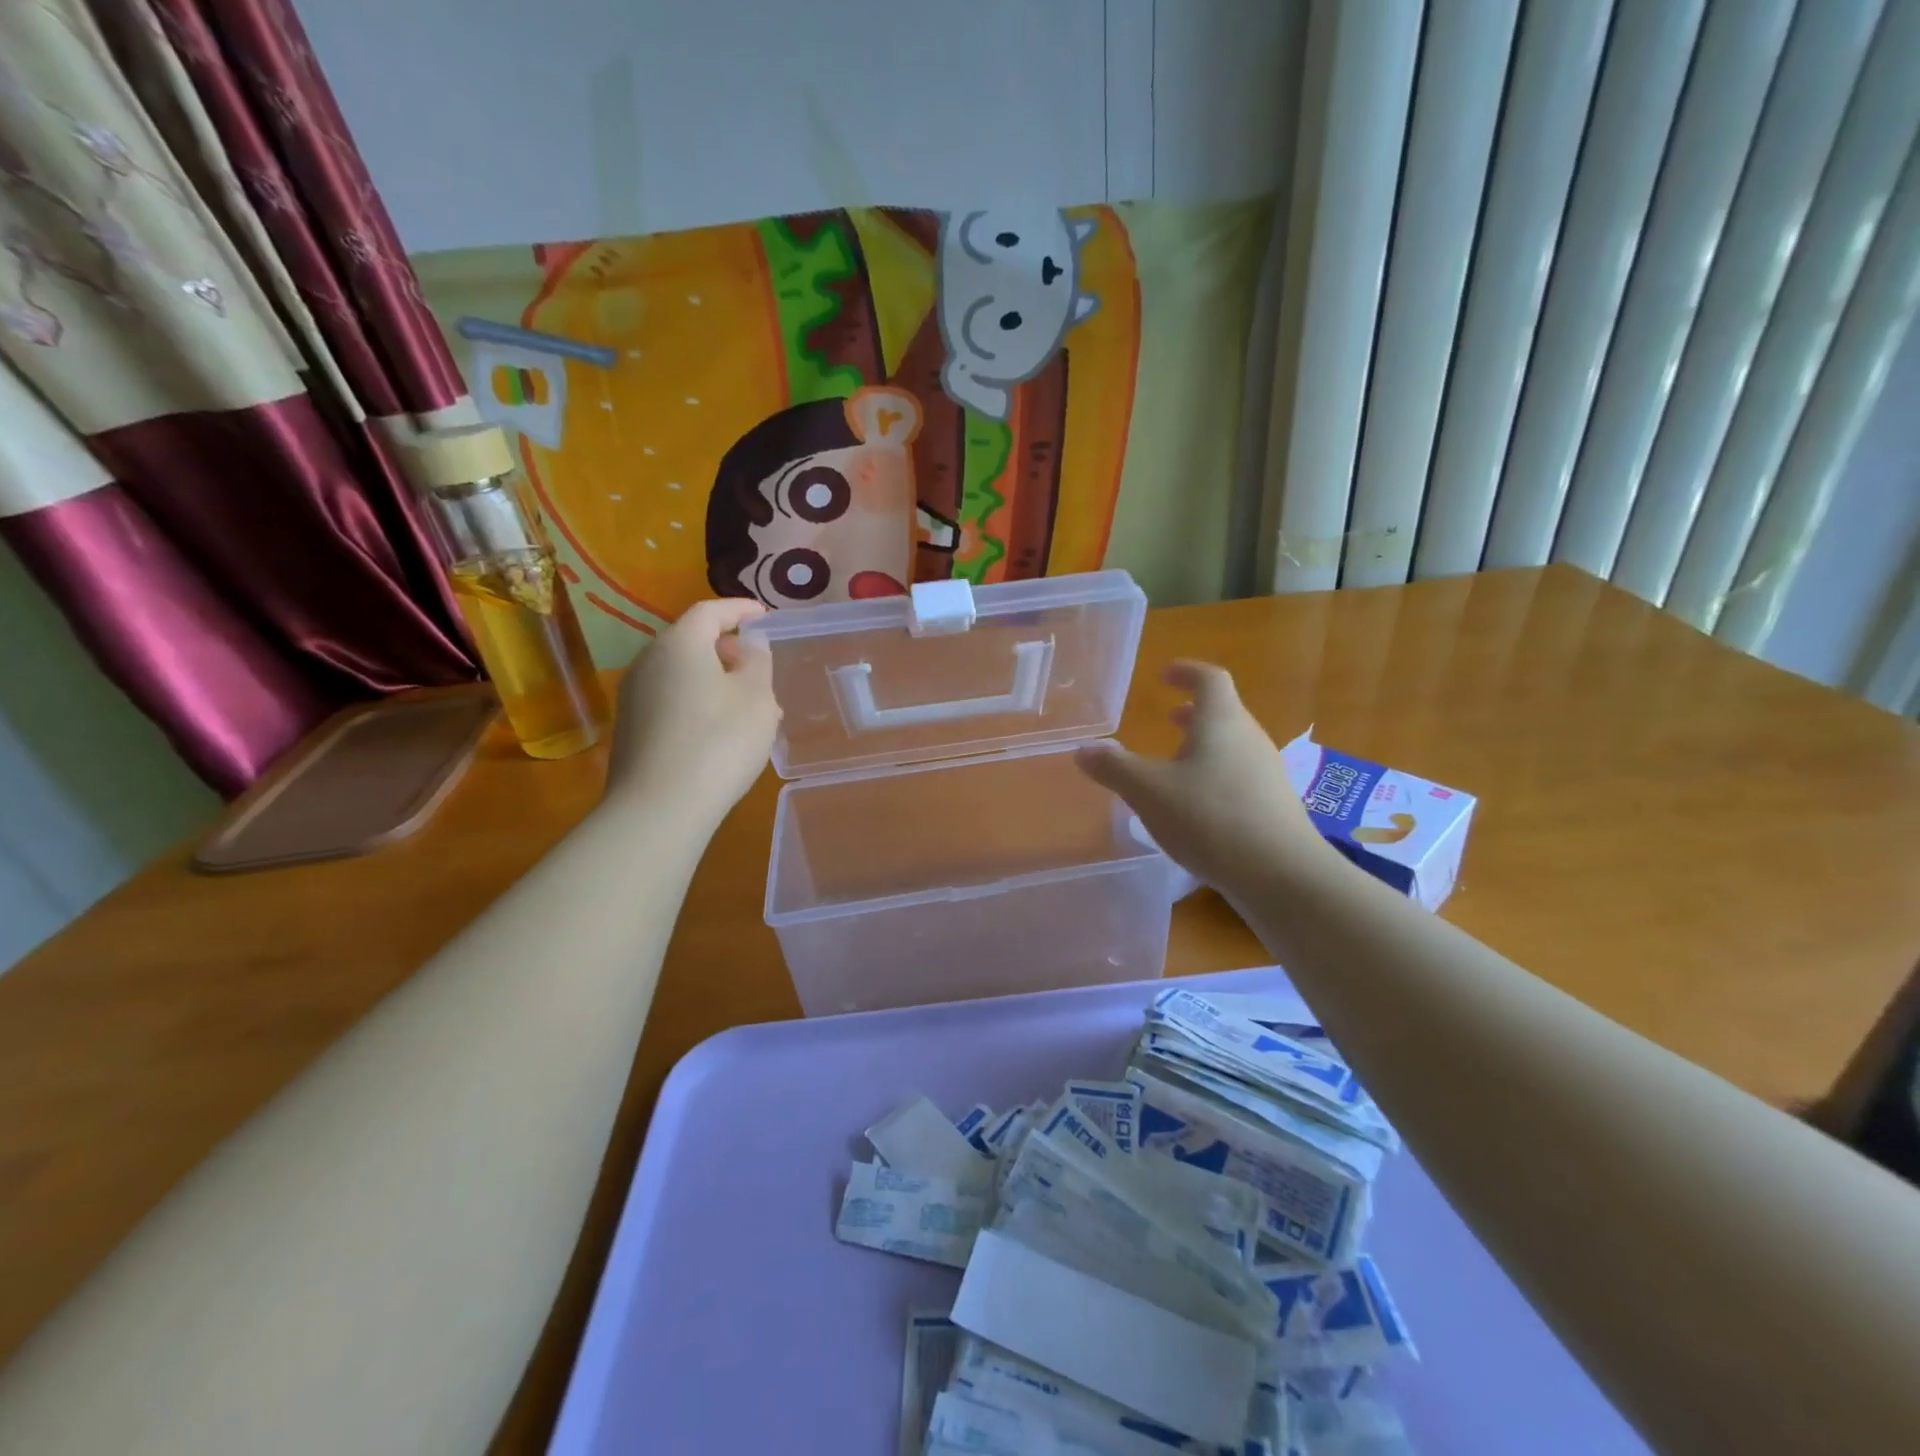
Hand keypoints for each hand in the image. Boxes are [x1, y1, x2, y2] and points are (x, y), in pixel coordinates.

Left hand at [604, 598, 779, 829]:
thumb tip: (748, 648)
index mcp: (680, 643)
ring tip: (744, 704)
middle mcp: (648, 661)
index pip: (710, 611)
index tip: (763, 615)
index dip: (740, 609)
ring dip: (712, 679)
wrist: (659, 808)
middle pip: (690, 641)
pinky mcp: (630, 729)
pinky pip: (670, 700)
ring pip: (680, 674)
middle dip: (726, 648)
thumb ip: (757, 662)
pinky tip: (718, 732)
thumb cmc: (719, 741)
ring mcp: (633, 697)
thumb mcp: (757, 698)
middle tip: (757, 666)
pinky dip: (696, 702)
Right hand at [1075, 661, 1330, 894]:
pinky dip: (1215, 775)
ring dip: (1204, 746)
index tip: (1164, 675)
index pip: (1209, 679)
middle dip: (1193, 713)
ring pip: (1232, 746)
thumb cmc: (1210, 818)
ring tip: (1175, 765)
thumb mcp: (1149, 792)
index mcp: (1221, 722)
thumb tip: (1082, 749)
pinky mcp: (1273, 805)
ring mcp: (1267, 773)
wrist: (1281, 875)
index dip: (1186, 672)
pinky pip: (1239, 775)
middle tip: (1168, 719)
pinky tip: (1197, 807)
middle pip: (1224, 712)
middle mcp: (1249, 739)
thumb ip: (1114, 767)